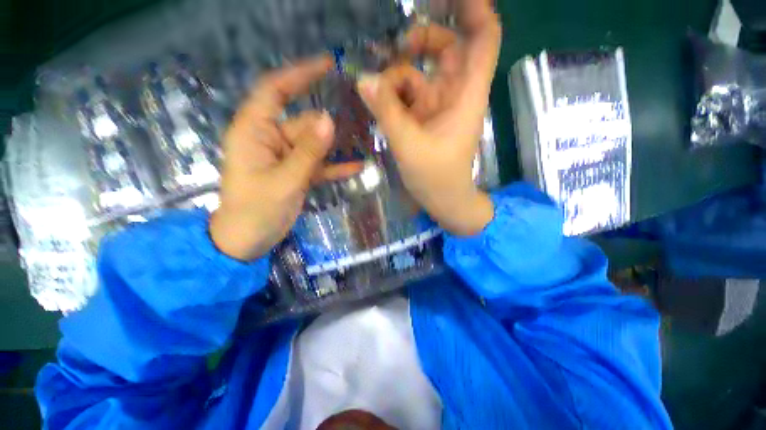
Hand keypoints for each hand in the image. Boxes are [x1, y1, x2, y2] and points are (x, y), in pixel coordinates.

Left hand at [211, 57, 359, 260]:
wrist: (248, 240)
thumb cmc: (256, 210)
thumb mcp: (284, 180)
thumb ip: (308, 151)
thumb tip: (329, 120)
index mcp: (255, 131)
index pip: (275, 90)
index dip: (299, 75)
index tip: (327, 65)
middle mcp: (270, 138)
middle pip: (304, 122)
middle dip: (326, 127)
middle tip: (358, 127)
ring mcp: (285, 157)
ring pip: (314, 144)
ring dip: (334, 147)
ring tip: (363, 143)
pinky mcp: (295, 173)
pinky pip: (318, 165)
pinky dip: (334, 166)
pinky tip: (357, 167)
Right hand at [357, 0, 500, 235]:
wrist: (443, 200)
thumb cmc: (437, 178)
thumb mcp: (410, 146)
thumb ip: (388, 112)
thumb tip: (363, 79)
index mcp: (467, 94)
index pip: (484, 37)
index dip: (474, 8)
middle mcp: (454, 93)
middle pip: (447, 47)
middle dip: (422, 40)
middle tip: (396, 48)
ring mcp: (436, 105)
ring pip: (418, 72)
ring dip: (396, 77)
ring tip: (376, 93)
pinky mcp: (422, 118)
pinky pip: (406, 94)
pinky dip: (391, 95)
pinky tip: (378, 105)